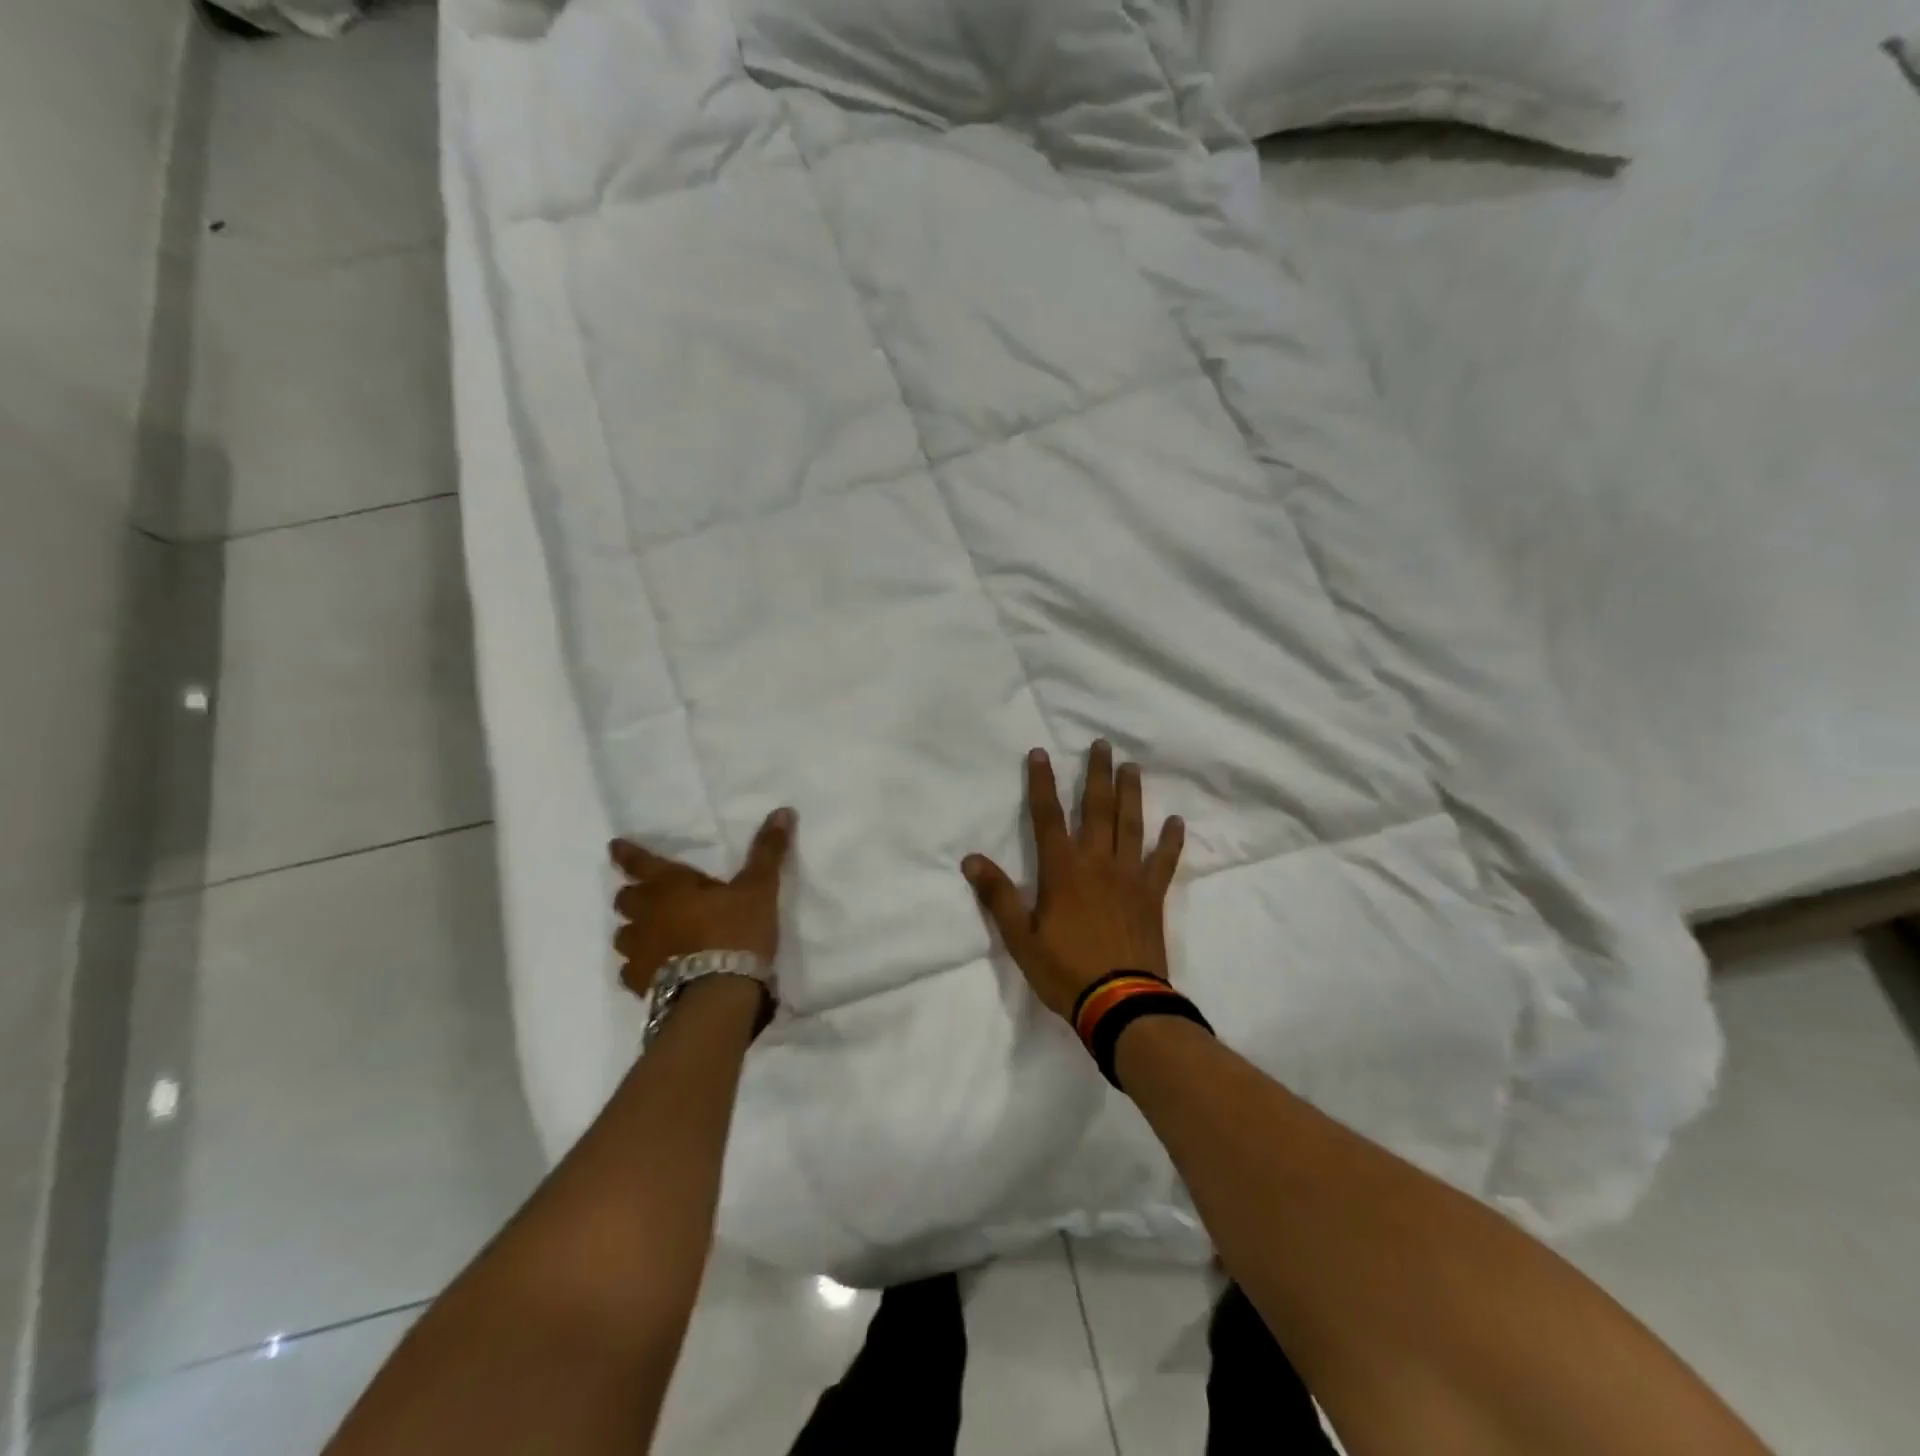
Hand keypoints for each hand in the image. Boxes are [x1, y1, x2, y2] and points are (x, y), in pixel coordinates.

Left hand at [610, 809, 795, 997]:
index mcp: (669, 886)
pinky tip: (656, 969)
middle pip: (625, 899)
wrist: (718, 995)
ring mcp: (639, 952)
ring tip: (653, 934)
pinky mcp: (640, 984)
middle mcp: (646, 915)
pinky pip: (631, 970)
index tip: (614, 846)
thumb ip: (767, 852)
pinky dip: (640, 966)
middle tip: (648, 896)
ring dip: (636, 930)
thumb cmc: (736, 932)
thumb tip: (782, 811)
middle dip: (634, 895)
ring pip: (624, 935)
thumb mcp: (759, 888)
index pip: (640, 862)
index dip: (627, 853)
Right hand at [963, 741, 1184, 1019]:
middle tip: (1102, 744)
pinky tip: (1175, 821)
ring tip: (1132, 767)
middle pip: (1097, 808)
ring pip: (1130, 824)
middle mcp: (1097, 862)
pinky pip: (1163, 861)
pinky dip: (1170, 840)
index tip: (1040, 753)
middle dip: (1097, 774)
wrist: (1121, 1003)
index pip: (1047, 816)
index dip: (1041, 783)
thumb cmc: (1065, 970)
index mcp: (1062, 870)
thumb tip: (971, 859)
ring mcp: (1129, 877)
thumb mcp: (1020, 938)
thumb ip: (998, 896)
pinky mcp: (1152, 895)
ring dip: (1131, 794)